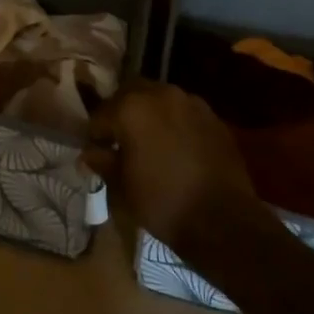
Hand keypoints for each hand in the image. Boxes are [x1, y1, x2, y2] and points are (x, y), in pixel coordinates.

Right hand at [86, 79, 259, 254]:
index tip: (96, 151)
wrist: (223, 220)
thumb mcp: (122, 186)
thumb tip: (89, 153)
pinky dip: (174, 122)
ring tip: (148, 141)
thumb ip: (103, 162)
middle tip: (119, 139)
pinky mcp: (213, 117)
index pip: (101, 114)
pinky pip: (184, 112)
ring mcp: (191, 103)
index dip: (95, 134)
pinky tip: (175, 146)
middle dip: (121, 112)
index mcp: (131, 108)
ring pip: (160, 98)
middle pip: (130, 93)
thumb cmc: (163, 202)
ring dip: (149, 113)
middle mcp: (161, 95)